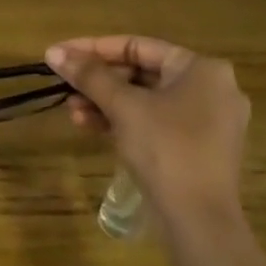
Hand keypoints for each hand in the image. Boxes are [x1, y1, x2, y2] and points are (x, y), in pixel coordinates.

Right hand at [45, 35, 249, 237]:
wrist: (199, 219)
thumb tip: (54, 52)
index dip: (93, 48)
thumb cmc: (165, 149)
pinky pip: (155, 122)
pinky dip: (124, 122)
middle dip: (98, 81)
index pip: (138, 46)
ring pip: (145, 100)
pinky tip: (91, 128)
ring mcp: (207, 121)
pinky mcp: (198, 148)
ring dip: (105, 103)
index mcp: (201, 69)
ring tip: (72, 112)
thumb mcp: (123, 107)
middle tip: (64, 87)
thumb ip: (89, 76)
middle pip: (141, 73)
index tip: (59, 55)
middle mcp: (211, 88)